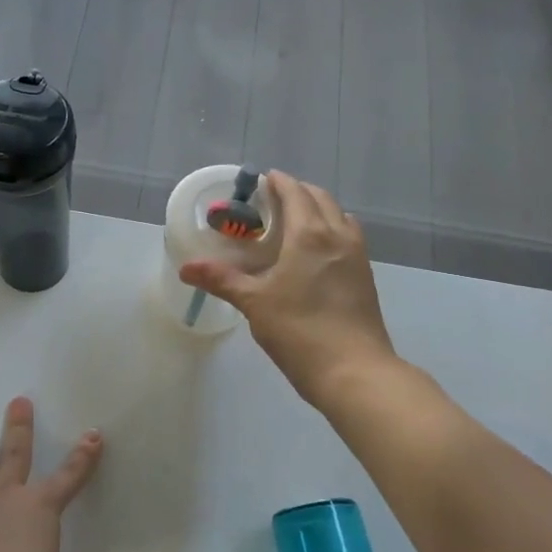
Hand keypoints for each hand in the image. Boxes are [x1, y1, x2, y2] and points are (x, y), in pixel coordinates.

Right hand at [179, 171, 395, 405]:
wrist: (354, 371)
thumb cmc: (299, 331)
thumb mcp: (254, 303)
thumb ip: (221, 279)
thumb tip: (186, 268)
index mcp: (310, 234)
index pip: (295, 192)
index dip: (278, 182)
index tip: (262, 180)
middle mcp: (338, 235)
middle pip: (320, 198)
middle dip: (297, 192)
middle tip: (272, 202)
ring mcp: (357, 256)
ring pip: (339, 216)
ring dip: (318, 210)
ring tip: (294, 224)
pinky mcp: (366, 277)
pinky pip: (348, 238)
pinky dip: (331, 231)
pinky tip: (315, 254)